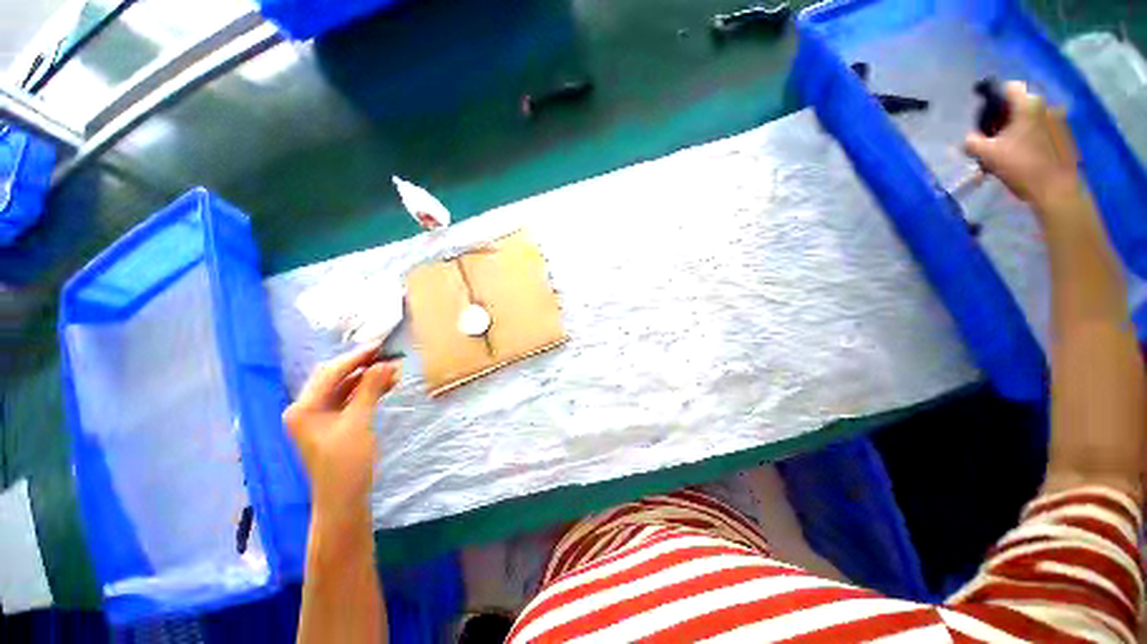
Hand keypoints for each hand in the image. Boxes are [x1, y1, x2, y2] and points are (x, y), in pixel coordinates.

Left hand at [284, 344, 398, 524]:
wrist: (344, 498)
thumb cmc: (346, 462)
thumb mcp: (359, 422)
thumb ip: (370, 390)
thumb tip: (385, 364)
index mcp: (303, 408)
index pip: (330, 373)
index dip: (356, 358)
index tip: (380, 345)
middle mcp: (307, 408)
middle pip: (336, 378)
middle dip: (363, 366)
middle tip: (387, 355)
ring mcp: (320, 416)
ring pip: (346, 388)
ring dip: (368, 378)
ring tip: (393, 370)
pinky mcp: (334, 423)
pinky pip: (351, 399)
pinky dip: (368, 391)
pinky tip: (387, 384)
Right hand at [963, 81, 1082, 212]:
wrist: (1057, 190)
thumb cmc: (1022, 166)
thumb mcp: (988, 155)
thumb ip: (973, 142)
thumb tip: (969, 138)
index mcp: (1028, 104)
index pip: (1008, 88)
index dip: (993, 98)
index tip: (984, 116)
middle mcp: (1046, 106)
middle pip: (1020, 104)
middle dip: (1005, 118)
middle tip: (992, 136)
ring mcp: (1059, 122)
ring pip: (1031, 118)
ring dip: (1018, 129)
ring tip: (1007, 150)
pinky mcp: (1065, 137)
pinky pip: (1042, 130)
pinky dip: (1030, 138)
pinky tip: (1024, 156)